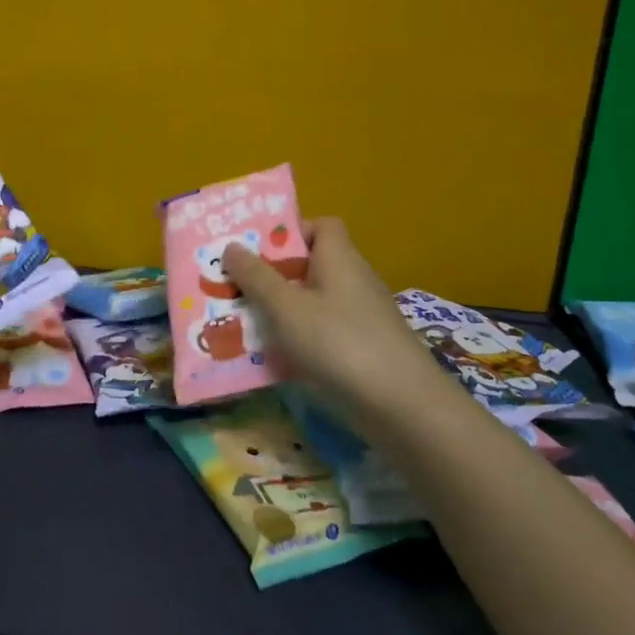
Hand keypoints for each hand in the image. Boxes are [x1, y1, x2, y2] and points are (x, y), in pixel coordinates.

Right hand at [222, 217, 426, 408]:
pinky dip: (299, 340)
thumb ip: (256, 277)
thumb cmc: (339, 344)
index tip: (258, 250)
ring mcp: (362, 318)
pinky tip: (273, 360)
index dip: (291, 231)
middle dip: (273, 276)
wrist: (403, 408)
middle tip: (235, 287)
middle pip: (311, 265)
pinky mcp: (364, 350)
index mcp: (339, 258)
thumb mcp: (286, 308)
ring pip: (313, 303)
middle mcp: (354, 281)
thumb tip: (231, 246)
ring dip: (281, 311)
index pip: (321, 226)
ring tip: (243, 324)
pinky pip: (323, 333)